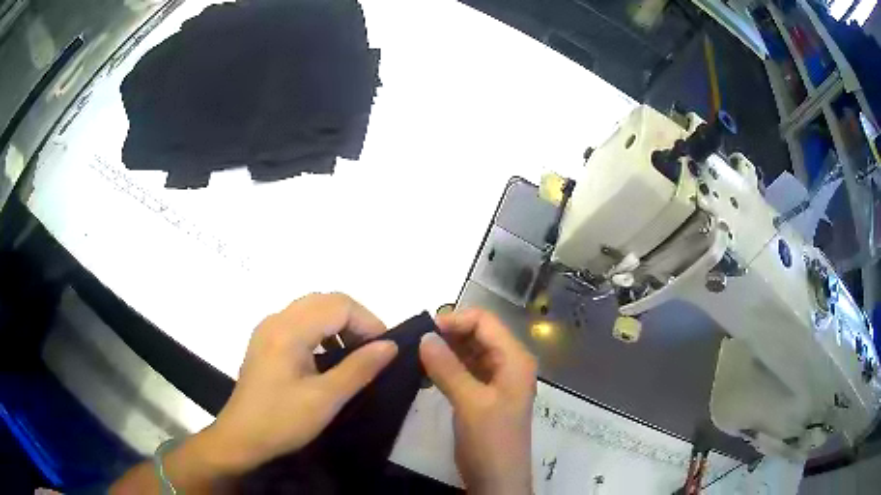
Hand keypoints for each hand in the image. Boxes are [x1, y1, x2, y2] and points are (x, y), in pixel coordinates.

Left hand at [206, 292, 397, 471]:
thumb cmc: (282, 420)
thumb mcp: (326, 399)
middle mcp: (276, 320)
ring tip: (354, 354)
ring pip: (312, 309)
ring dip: (338, 324)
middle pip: (325, 301)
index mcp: (289, 330)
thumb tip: (390, 346)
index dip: (368, 322)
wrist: (241, 438)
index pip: (339, 305)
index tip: (385, 350)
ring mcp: (268, 329)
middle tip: (373, 350)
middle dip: (355, 319)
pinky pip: (299, 322)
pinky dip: (321, 331)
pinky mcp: (265, 341)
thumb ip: (359, 368)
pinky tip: (327, 357)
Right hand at [420, 308, 536, 494]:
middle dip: (448, 335)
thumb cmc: (491, 440)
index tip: (424, 330)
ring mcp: (497, 379)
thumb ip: (448, 368)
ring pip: (469, 352)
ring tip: (416, 357)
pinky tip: (425, 373)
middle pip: (478, 334)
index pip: (485, 322)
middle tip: (415, 344)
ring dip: (445, 351)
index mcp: (514, 359)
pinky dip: (446, 368)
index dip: (455, 320)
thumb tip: (424, 336)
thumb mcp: (470, 402)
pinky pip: (464, 371)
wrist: (497, 479)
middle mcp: (509, 363)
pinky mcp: (484, 394)